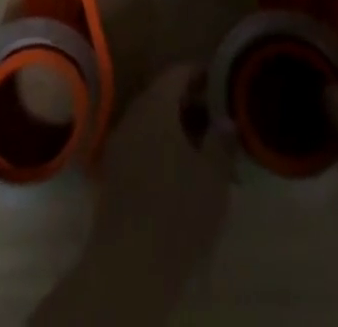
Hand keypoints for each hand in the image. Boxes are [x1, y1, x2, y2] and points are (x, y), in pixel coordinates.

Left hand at [86, 64, 232, 280]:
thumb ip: (221, 141)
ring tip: (201, 145)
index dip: (198, 72)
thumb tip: (226, 119)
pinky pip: (139, 144)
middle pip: (161, 95)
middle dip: (188, 101)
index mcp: (155, 106)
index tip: (219, 80)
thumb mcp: (213, 176)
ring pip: (149, 121)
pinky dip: (159, 146)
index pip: (176, 73)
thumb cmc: (178, 211)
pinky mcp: (112, 173)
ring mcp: (117, 145)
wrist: (130, 265)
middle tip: (215, 115)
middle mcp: (132, 117)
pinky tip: (178, 169)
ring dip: (173, 126)